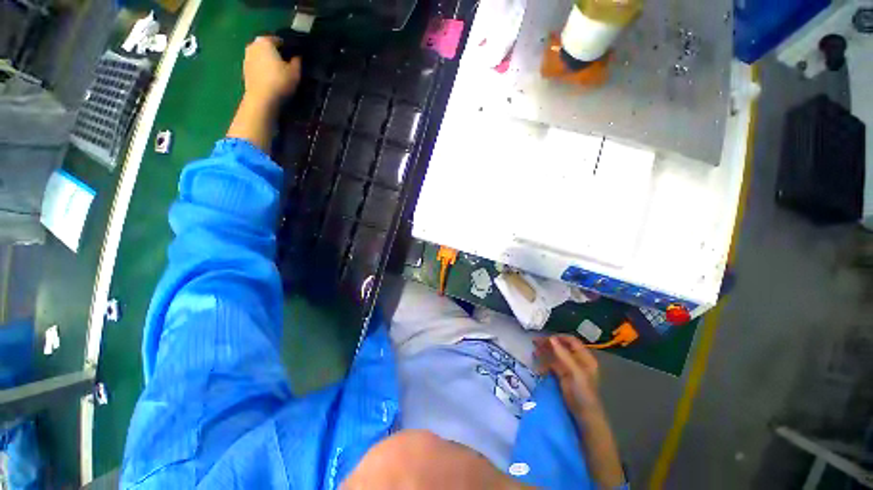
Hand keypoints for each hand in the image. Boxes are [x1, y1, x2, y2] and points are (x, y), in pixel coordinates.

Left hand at [242, 36, 300, 105]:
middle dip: (277, 54)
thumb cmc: (280, 82)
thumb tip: (297, 56)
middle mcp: (253, 45)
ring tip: (279, 73)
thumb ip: (297, 61)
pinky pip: (257, 65)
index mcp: (265, 41)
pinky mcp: (245, 69)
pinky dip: (263, 69)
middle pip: (269, 47)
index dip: (289, 48)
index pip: (280, 40)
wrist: (262, 99)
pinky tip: (271, 79)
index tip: (295, 58)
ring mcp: (247, 57)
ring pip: (262, 56)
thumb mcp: (295, 72)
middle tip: (288, 65)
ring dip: (269, 61)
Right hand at [535, 335, 602, 417]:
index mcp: (585, 357)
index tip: (545, 338)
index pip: (571, 341)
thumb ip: (563, 355)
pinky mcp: (562, 376)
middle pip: (561, 347)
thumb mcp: (575, 372)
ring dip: (544, 352)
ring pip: (555, 355)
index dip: (559, 338)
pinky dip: (544, 363)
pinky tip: (538, 365)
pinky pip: (552, 365)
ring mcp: (569, 368)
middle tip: (535, 342)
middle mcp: (577, 360)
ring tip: (534, 352)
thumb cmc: (583, 392)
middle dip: (548, 344)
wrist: (584, 416)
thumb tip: (551, 338)